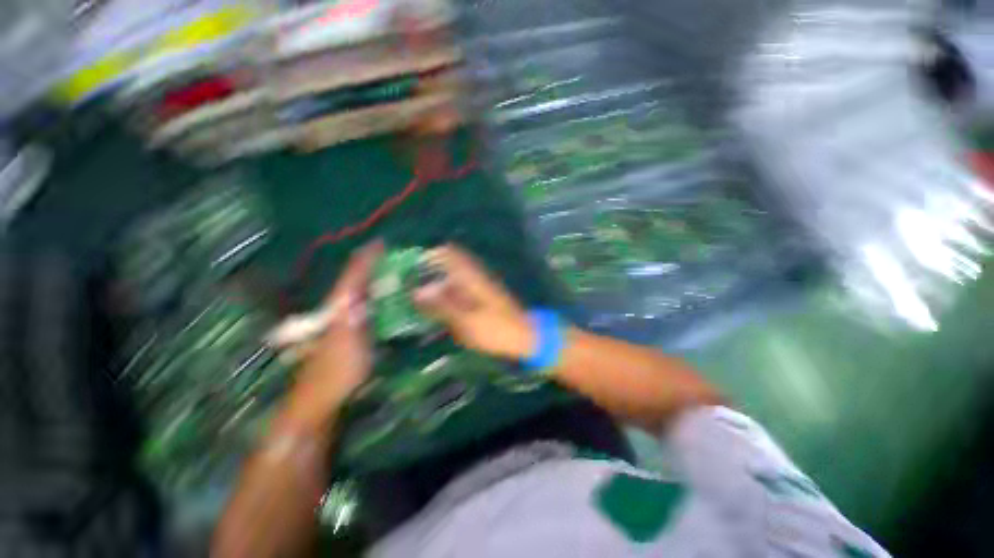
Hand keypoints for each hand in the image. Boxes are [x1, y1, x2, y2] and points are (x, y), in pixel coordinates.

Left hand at [285, 241, 382, 425]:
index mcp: (339, 306)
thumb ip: (357, 318)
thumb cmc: (336, 371)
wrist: (321, 397)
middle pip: (357, 279)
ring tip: (397, 270)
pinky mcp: (352, 329)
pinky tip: (390, 296)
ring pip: (362, 291)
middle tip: (397, 255)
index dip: (367, 258)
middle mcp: (340, 307)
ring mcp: (345, 319)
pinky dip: (378, 294)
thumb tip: (365, 294)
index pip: (353, 275)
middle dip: (374, 264)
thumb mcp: (349, 345)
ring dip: (377, 277)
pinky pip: (367, 304)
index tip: (382, 243)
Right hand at [414, 245, 533, 359]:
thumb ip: (442, 306)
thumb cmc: (496, 329)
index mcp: (472, 276)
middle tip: (408, 291)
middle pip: (447, 267)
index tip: (411, 267)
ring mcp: (478, 287)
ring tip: (417, 305)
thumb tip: (416, 292)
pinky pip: (458, 293)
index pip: (449, 253)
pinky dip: (446, 299)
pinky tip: (437, 313)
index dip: (430, 255)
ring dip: (436, 289)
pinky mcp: (480, 299)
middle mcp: (474, 277)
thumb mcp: (466, 321)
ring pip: (451, 281)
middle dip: (427, 275)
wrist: (524, 337)